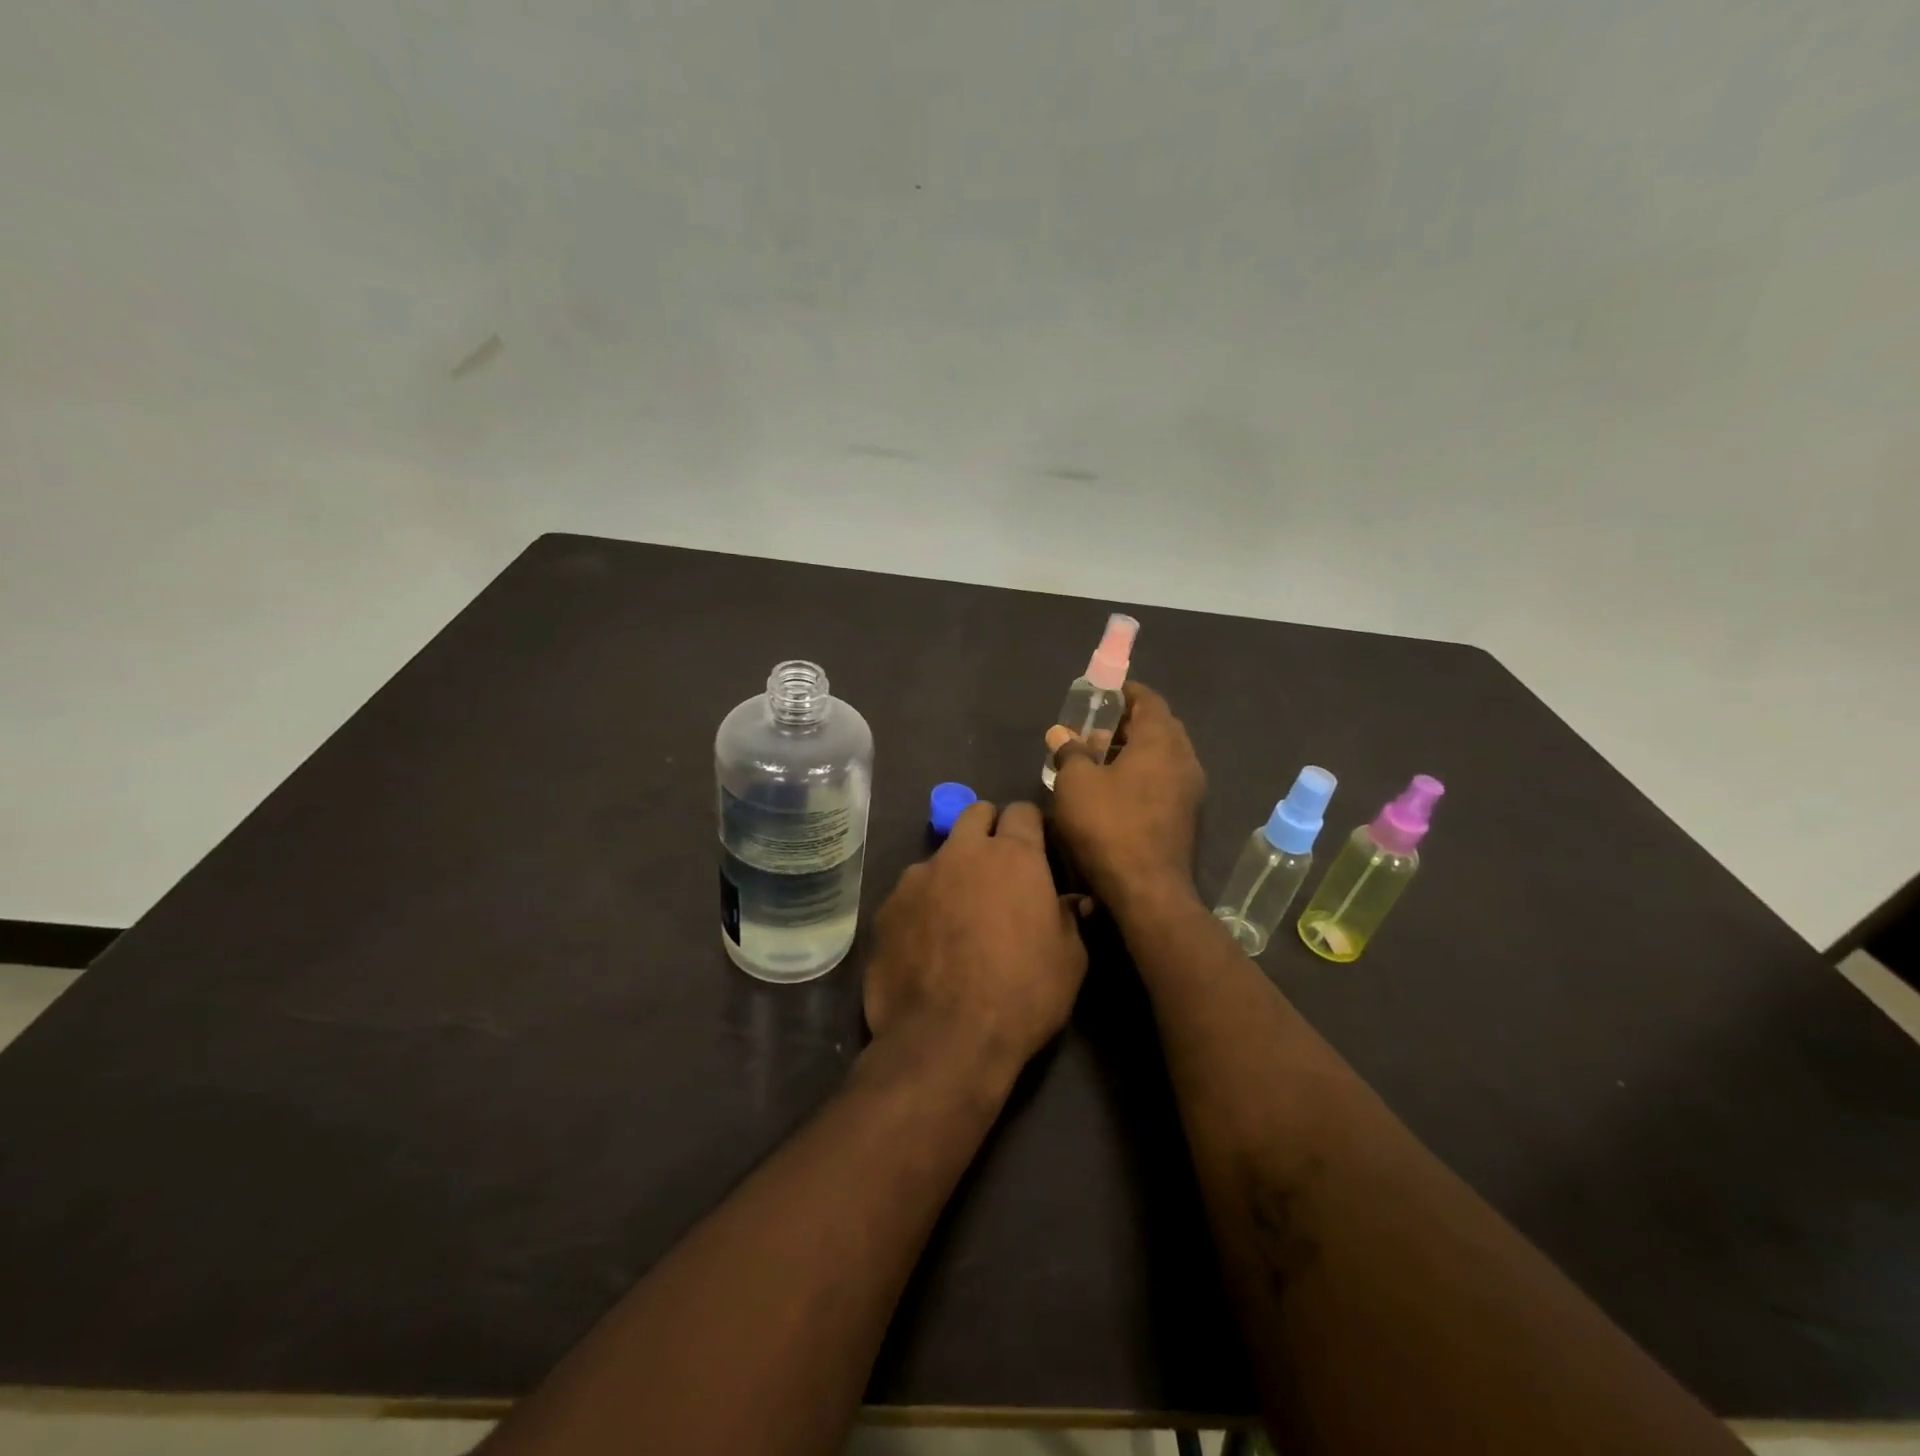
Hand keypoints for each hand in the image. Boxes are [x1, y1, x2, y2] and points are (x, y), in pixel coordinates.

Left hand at [865, 801, 1090, 1078]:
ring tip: (957, 914)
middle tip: (998, 868)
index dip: (1030, 826)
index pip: (1022, 811)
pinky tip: (927, 942)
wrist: (946, 1039)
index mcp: (1014, 856)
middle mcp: (962, 853)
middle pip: (975, 814)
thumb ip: (1069, 918)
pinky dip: (922, 905)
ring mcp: (918, 877)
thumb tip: (1072, 900)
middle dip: (988, 829)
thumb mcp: (1069, 960)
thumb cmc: (1022, 996)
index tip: (1036, 849)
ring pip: (939, 855)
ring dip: (953, 871)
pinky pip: (910, 893)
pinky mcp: (887, 907)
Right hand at [1047, 681, 1206, 908]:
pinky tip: (1114, 792)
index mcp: (1161, 741)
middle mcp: (1184, 759)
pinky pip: (1164, 781)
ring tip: (1097, 762)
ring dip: (1133, 752)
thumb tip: (1061, 734)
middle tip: (1093, 730)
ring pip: (1162, 757)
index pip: (1149, 700)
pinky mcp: (1187, 817)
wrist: (1148, 891)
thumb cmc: (1109, 826)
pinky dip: (1142, 775)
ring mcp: (1191, 790)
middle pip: (1158, 727)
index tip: (1101, 695)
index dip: (1125, 693)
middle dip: (1126, 724)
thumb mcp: (1076, 784)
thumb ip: (1070, 752)